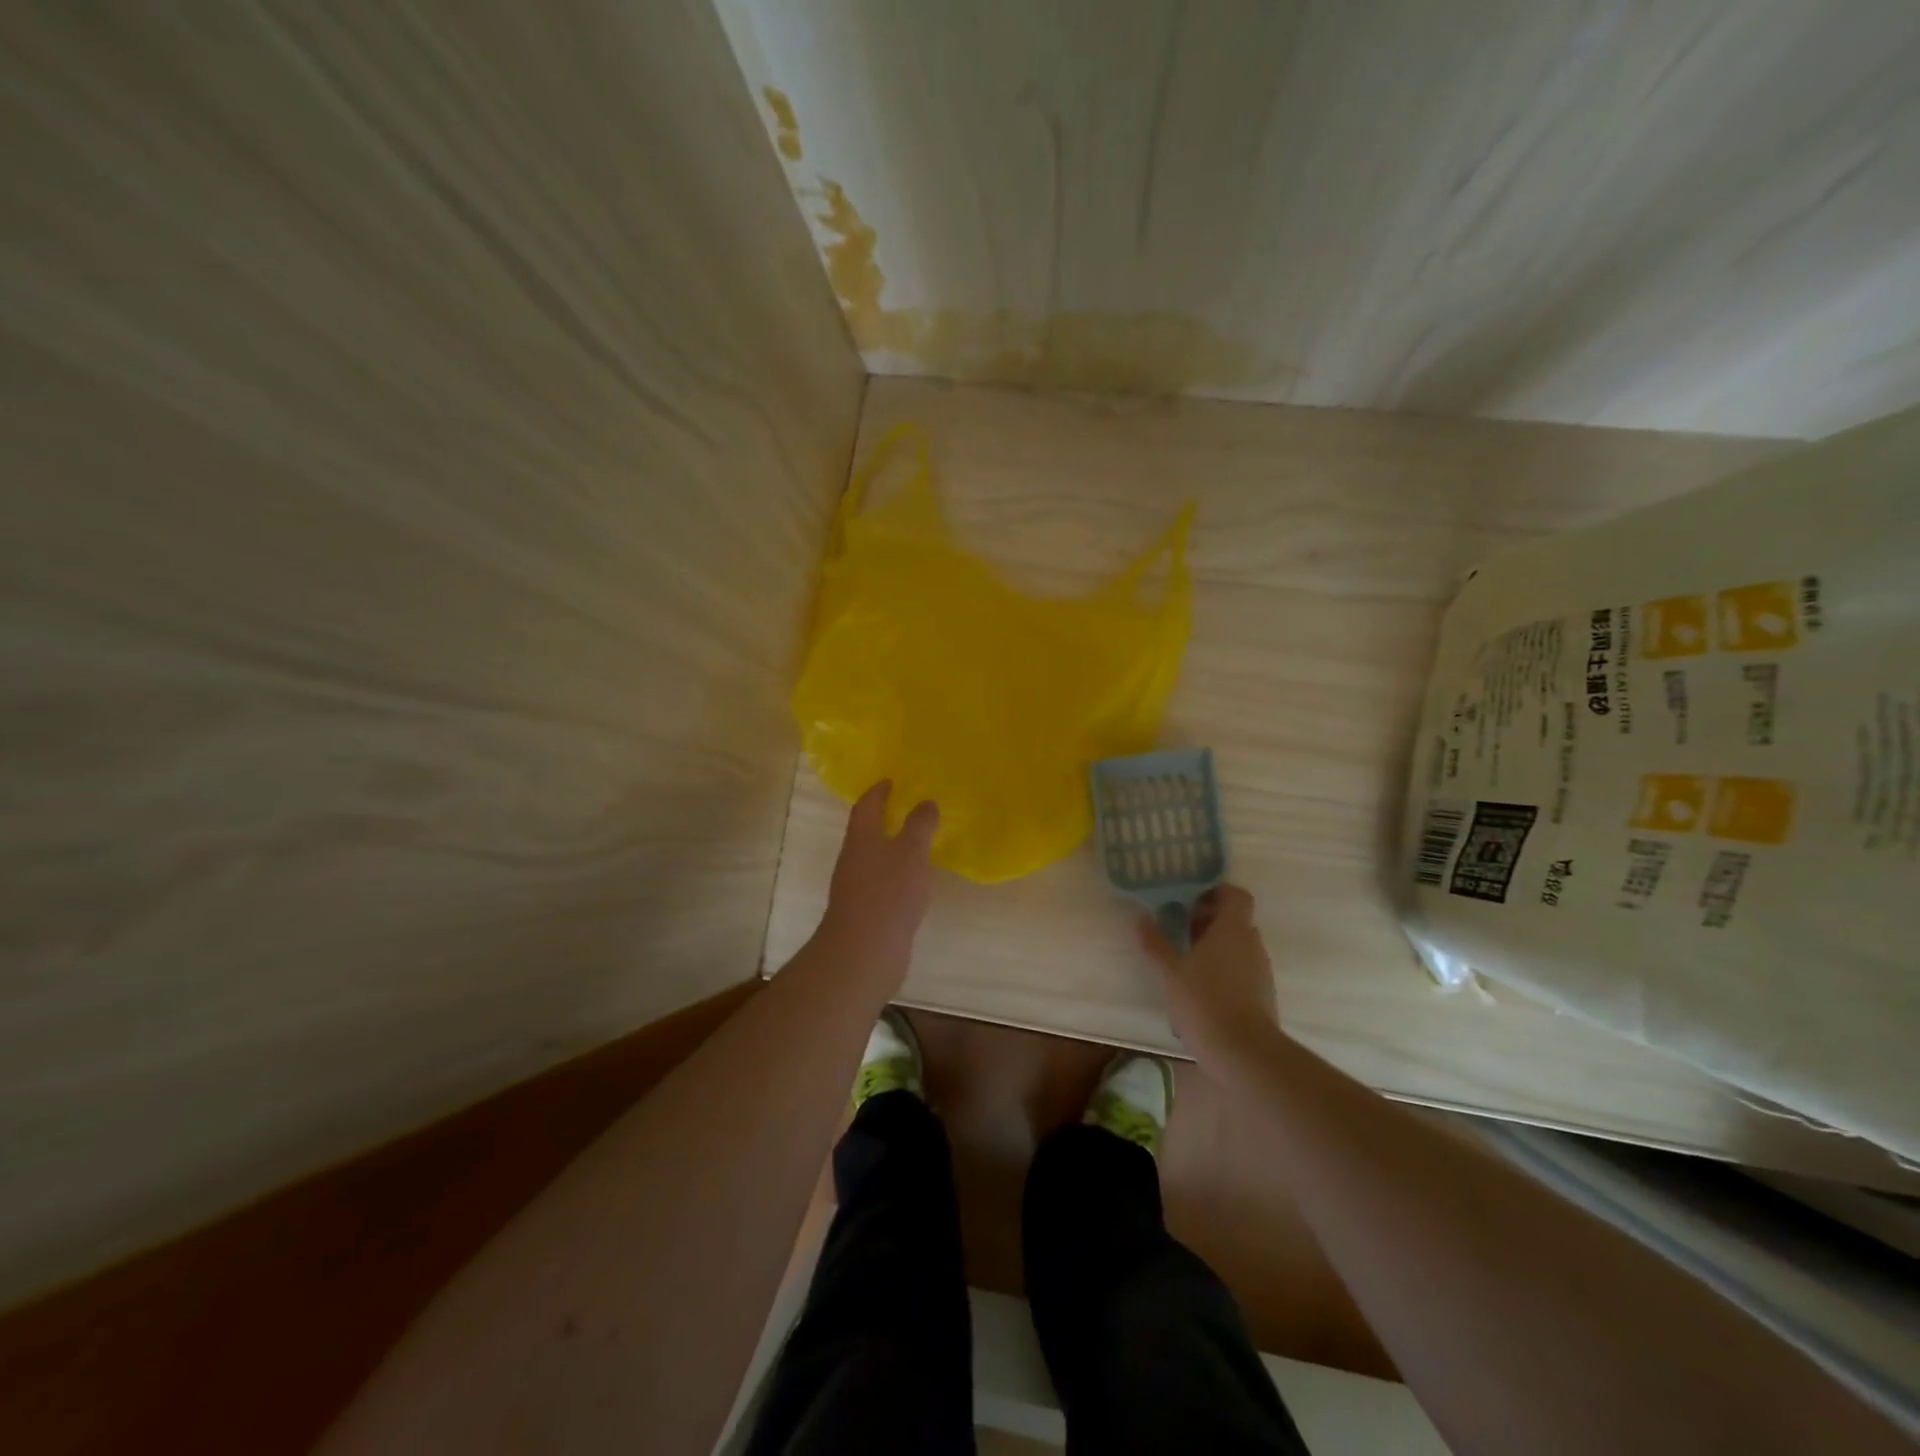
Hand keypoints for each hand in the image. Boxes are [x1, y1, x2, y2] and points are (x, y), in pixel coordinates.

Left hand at [818, 780, 939, 991]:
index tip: (890, 780)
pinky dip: (897, 874)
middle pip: (866, 831)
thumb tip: (926, 802)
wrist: (864, 952)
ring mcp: (858, 887)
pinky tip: (915, 881)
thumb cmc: (888, 893)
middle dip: (884, 817)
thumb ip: (920, 826)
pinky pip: (883, 882)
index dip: (878, 791)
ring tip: (918, 842)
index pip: (866, 806)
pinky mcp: (867, 911)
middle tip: (909, 807)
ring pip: (875, 858)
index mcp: (861, 838)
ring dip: (892, 847)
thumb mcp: (911, 852)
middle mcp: (854, 859)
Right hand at [1139, 884, 1279, 1064]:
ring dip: (1215, 947)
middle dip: (1208, 921)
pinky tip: (1199, 989)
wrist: (1244, 1053)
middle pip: (1235, 921)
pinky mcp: (1262, 995)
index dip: (1217, 893)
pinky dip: (1223, 970)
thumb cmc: (1205, 1001)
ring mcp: (1260, 971)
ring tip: (1185, 961)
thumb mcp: (1171, 972)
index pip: (1236, 896)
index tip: (1191, 900)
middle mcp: (1252, 944)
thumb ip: (1156, 943)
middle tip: (1179, 929)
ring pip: (1238, 947)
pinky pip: (1242, 970)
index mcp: (1233, 929)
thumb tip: (1142, 918)